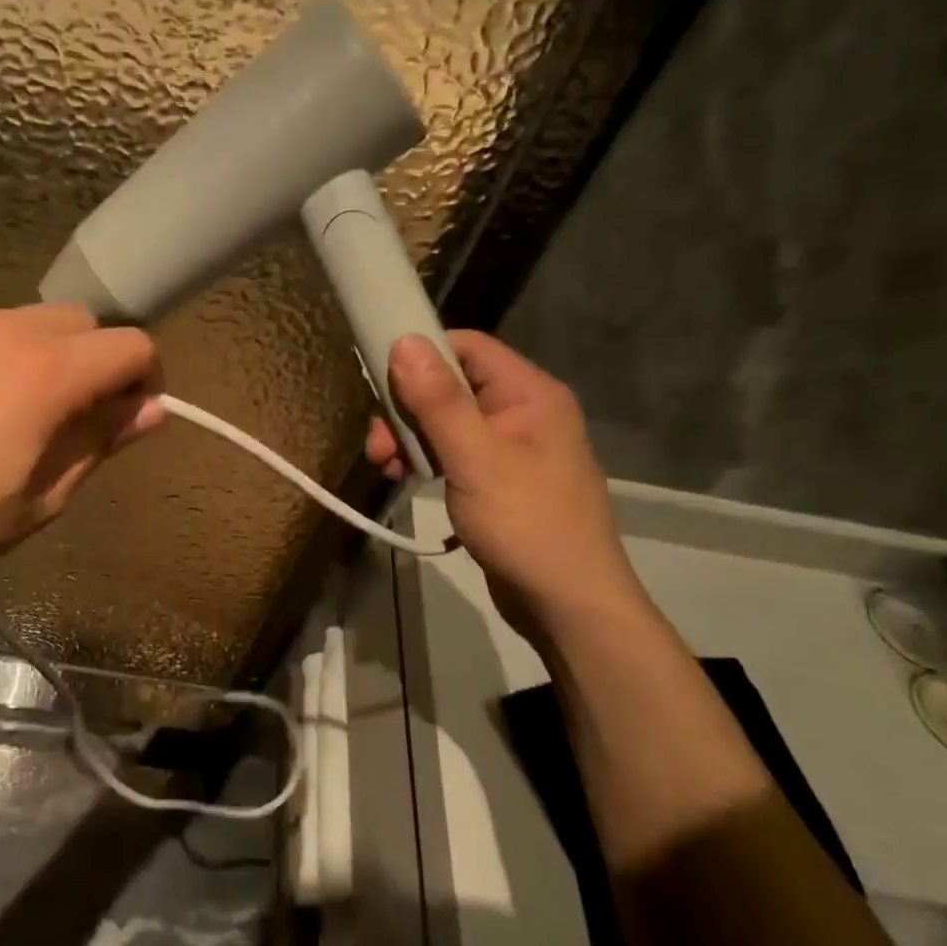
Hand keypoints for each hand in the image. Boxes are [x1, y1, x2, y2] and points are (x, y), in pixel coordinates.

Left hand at [0, 305, 162, 615]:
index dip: (147, 379)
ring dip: (45, 357)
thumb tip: (148, 411)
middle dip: (97, 362)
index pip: (130, 346)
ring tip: (15, 417)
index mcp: (46, 371)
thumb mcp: (39, 498)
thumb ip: (99, 443)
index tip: (132, 418)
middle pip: (82, 322)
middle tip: (76, 420)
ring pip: (27, 322)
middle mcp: (3, 329)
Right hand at [368, 331, 645, 630]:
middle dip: (407, 408)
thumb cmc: (526, 524)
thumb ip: (439, 400)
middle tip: (378, 444)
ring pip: (448, 421)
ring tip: (386, 468)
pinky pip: (455, 452)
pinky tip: (406, 478)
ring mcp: (512, 447)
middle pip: (451, 385)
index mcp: (529, 394)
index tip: (379, 377)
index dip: (421, 354)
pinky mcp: (500, 479)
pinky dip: (427, 459)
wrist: (569, 604)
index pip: (467, 346)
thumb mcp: (475, 458)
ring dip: (411, 438)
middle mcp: (523, 411)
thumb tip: (404, 341)